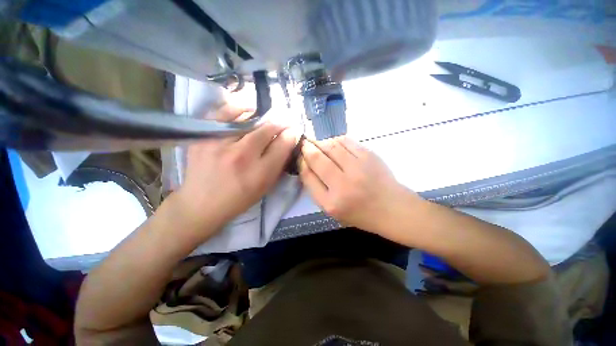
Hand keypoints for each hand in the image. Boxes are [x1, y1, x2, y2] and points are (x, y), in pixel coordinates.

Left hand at [176, 121, 297, 236]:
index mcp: (259, 174)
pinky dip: (239, 109)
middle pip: (267, 130)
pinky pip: (224, 113)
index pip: (282, 145)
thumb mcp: (265, 186)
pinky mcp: (203, 137)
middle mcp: (241, 157)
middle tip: (284, 122)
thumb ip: (279, 163)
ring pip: (248, 119)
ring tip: (267, 118)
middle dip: (280, 124)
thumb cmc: (239, 198)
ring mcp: (219, 144)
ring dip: (263, 117)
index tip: (293, 131)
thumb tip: (288, 140)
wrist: (201, 203)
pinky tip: (247, 111)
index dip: (291, 134)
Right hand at [299, 136, 420, 233]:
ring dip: (321, 142)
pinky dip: (336, 140)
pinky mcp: (369, 156)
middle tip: (304, 144)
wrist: (392, 208)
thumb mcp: (332, 209)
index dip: (301, 162)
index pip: (308, 176)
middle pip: (317, 158)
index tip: (300, 156)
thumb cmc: (359, 213)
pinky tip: (335, 144)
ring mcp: (358, 168)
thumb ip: (316, 188)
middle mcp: (343, 185)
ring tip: (319, 144)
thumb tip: (306, 162)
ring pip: (331, 146)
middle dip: (307, 148)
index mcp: (331, 203)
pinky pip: (346, 141)